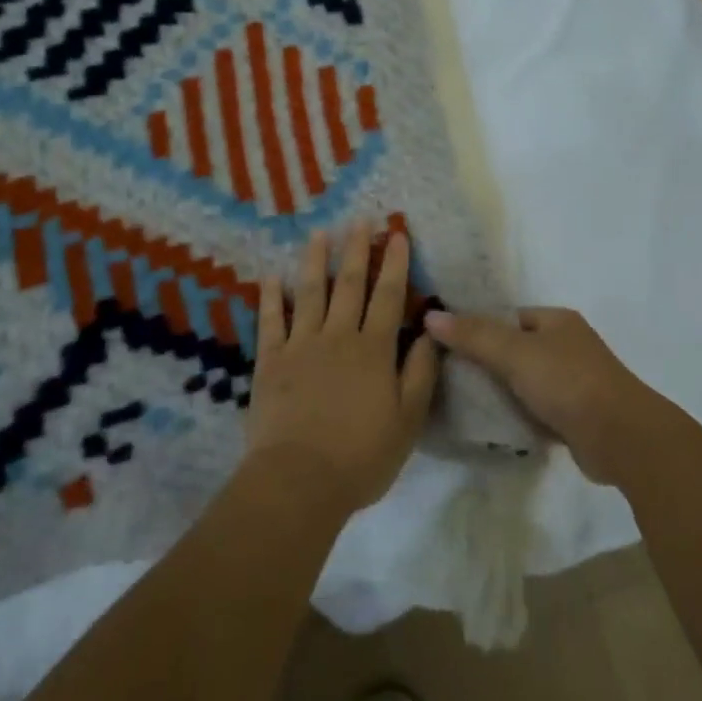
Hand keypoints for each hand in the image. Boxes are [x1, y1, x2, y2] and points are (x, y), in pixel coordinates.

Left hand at [246, 225, 439, 516]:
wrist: (299, 480)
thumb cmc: (361, 456)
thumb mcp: (408, 421)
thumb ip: (420, 374)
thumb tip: (431, 333)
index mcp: (373, 350)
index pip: (388, 296)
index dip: (394, 264)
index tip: (396, 234)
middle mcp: (338, 337)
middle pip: (350, 285)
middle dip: (356, 250)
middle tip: (359, 220)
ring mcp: (300, 345)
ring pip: (310, 292)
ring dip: (315, 260)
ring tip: (319, 233)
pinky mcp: (270, 361)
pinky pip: (270, 321)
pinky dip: (271, 296)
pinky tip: (271, 276)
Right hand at [424, 307, 663, 485]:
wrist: (621, 438)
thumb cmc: (568, 382)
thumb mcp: (515, 353)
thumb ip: (473, 335)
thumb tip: (430, 316)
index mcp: (557, 321)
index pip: (509, 316)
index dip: (479, 327)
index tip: (447, 344)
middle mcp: (567, 346)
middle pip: (515, 349)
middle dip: (487, 363)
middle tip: (449, 376)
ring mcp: (574, 383)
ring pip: (525, 381)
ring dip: (501, 392)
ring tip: (463, 402)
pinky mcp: (575, 416)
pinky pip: (536, 410)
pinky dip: (518, 415)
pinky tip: (492, 426)